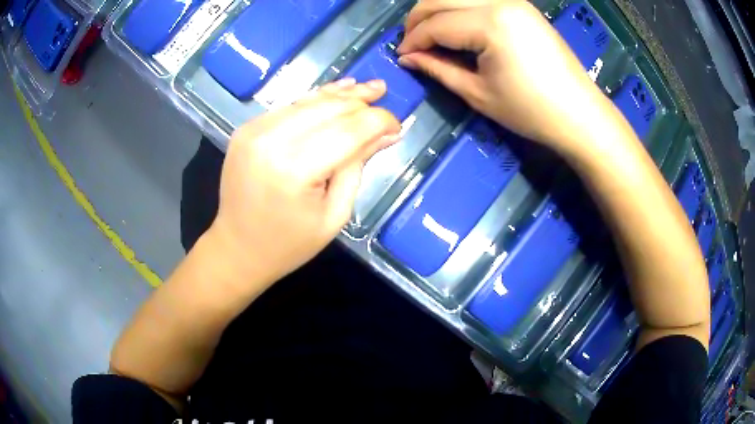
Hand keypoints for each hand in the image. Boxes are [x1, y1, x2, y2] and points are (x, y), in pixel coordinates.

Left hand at [208, 79, 400, 293]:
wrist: (237, 248)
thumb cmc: (290, 244)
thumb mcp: (335, 214)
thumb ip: (358, 167)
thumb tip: (387, 133)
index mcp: (295, 170)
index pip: (349, 130)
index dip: (379, 120)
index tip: (398, 124)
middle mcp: (271, 140)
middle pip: (329, 108)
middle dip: (361, 102)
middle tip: (383, 95)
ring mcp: (254, 131)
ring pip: (309, 100)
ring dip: (340, 94)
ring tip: (367, 87)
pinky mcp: (246, 129)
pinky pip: (289, 107)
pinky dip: (314, 100)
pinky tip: (335, 95)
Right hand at [398, 0, 621, 155]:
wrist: (579, 113)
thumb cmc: (531, 111)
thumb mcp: (478, 94)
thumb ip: (438, 69)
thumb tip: (407, 58)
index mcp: (489, 23)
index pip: (436, 24)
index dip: (413, 40)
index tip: (401, 56)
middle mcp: (499, 2)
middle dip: (418, 19)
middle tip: (411, 43)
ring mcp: (513, 1)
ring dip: (437, 10)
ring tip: (431, 34)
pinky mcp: (522, 6)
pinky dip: (460, 8)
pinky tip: (456, 26)